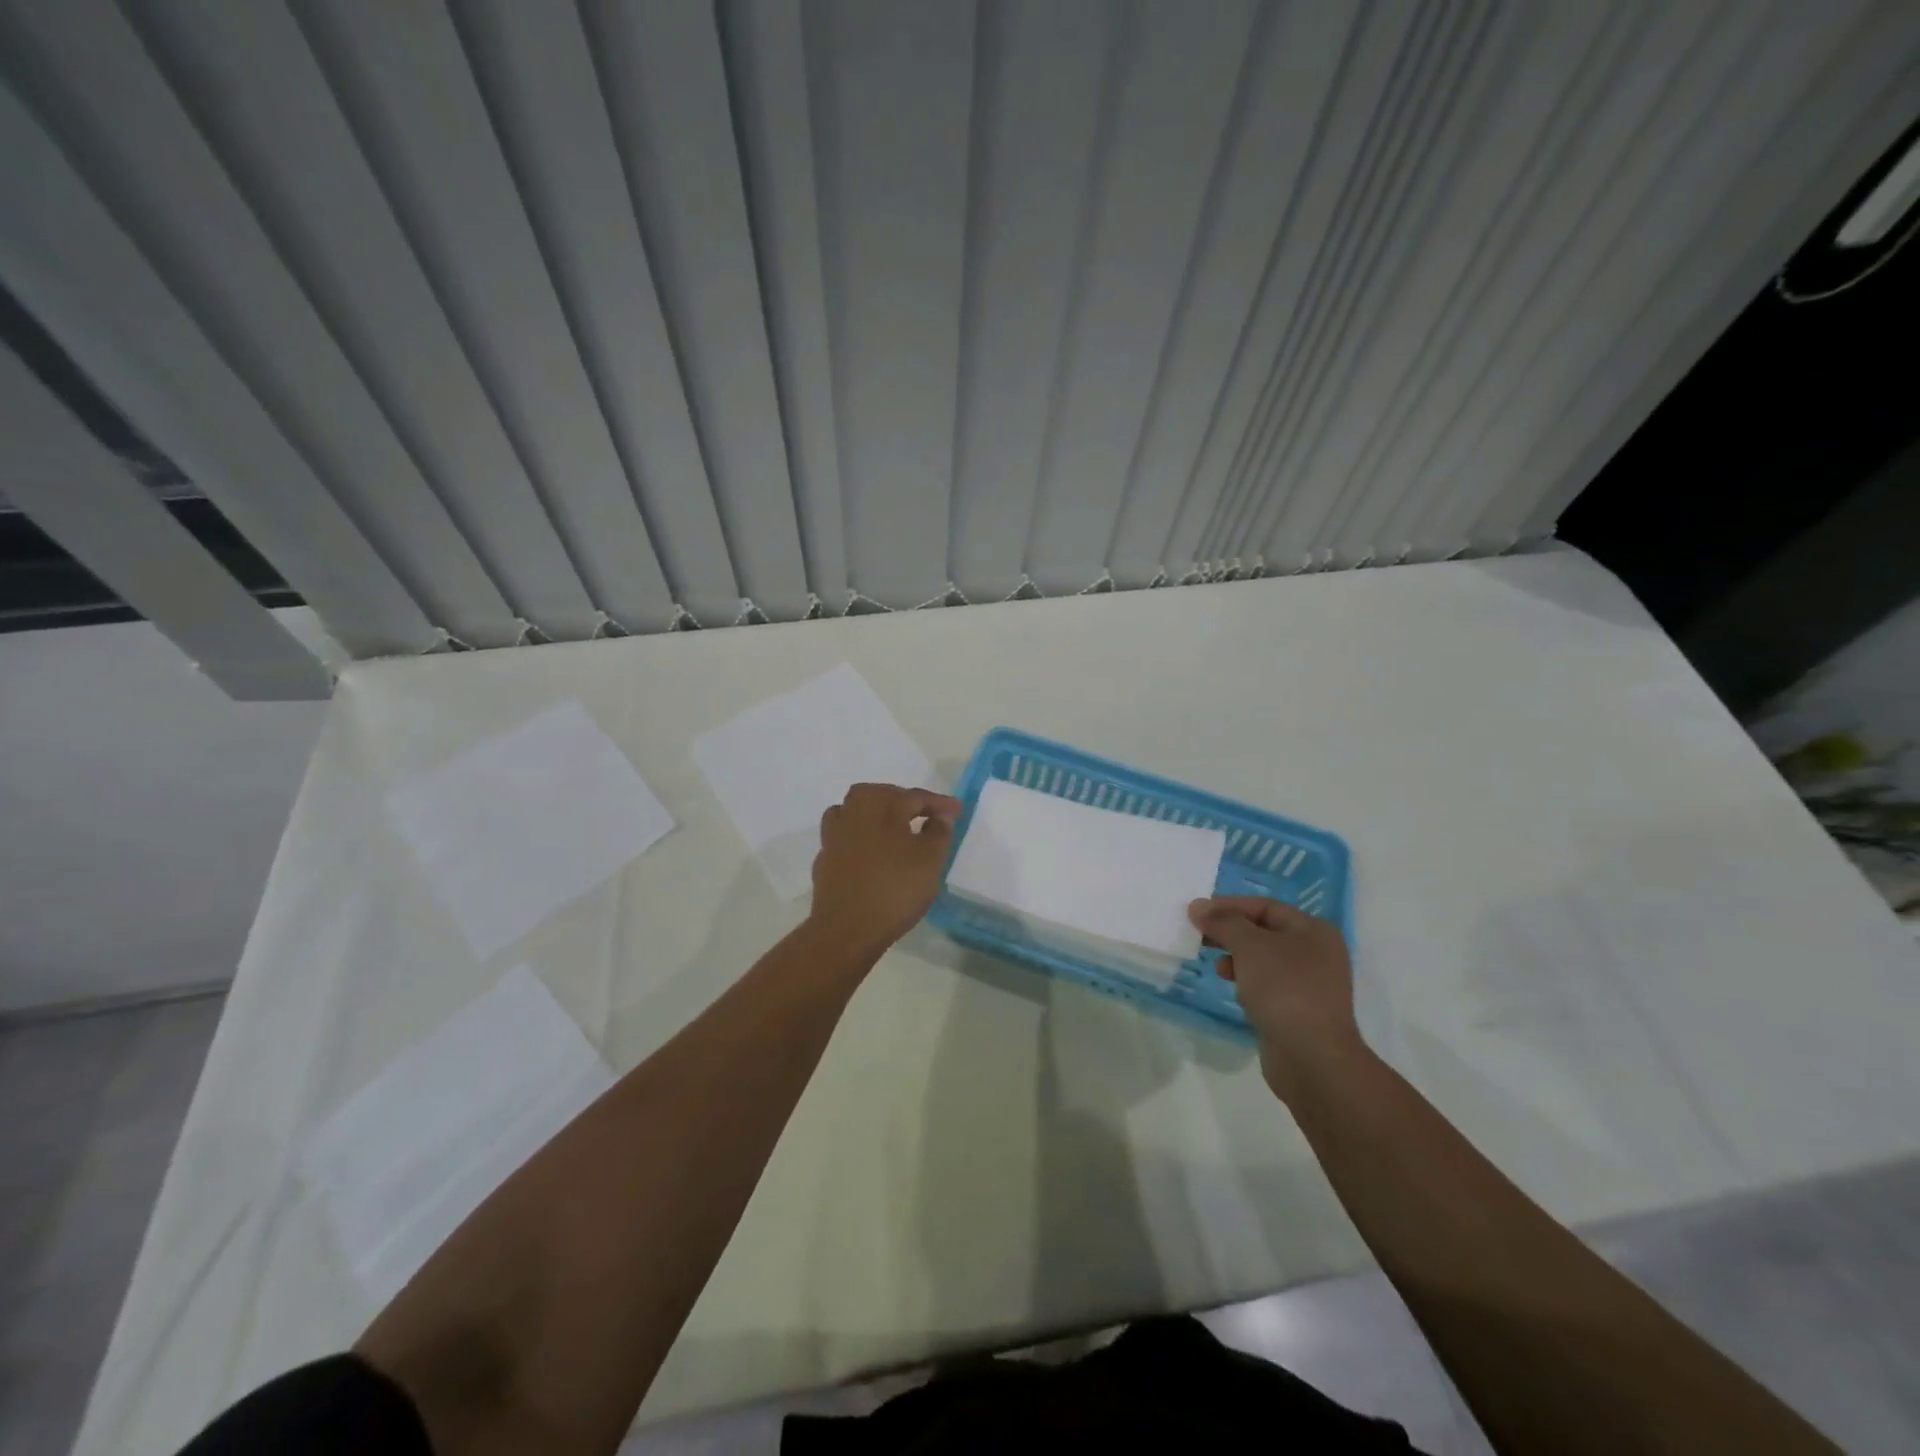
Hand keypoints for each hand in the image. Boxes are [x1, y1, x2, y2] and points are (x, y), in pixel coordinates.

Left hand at [809, 783, 961, 954]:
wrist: (846, 929)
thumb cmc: (895, 888)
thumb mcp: (930, 859)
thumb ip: (938, 832)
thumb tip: (940, 815)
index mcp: (879, 804)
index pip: (914, 796)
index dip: (938, 803)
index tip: (957, 810)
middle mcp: (852, 812)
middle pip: (881, 797)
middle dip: (904, 802)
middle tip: (926, 815)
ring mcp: (833, 837)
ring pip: (856, 813)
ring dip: (877, 816)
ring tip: (895, 830)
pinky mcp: (824, 861)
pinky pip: (847, 839)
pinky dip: (862, 840)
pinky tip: (874, 855)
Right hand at [1188, 895, 1362, 1102]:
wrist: (1312, 1057)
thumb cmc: (1284, 989)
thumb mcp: (1249, 946)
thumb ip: (1223, 922)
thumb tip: (1197, 907)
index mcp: (1313, 930)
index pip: (1264, 906)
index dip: (1228, 906)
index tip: (1196, 913)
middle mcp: (1317, 953)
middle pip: (1264, 932)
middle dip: (1231, 933)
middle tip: (1199, 936)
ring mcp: (1310, 984)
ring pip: (1264, 960)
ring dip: (1237, 959)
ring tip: (1218, 968)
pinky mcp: (1299, 1010)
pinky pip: (1267, 986)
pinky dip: (1248, 983)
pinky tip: (1237, 993)